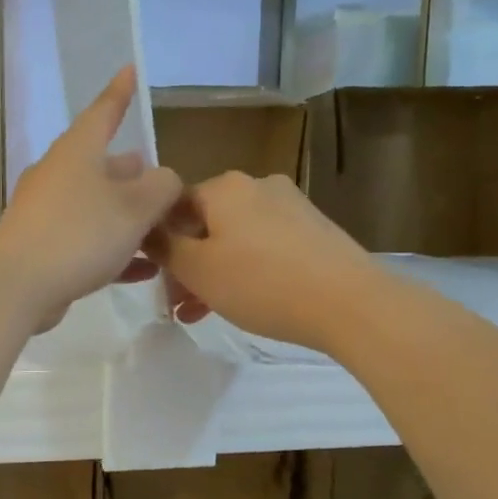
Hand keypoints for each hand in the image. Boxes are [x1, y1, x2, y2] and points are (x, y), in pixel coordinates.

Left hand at [0, 66, 182, 330]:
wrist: (16, 285)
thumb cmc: (79, 233)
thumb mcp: (136, 206)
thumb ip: (162, 187)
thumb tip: (165, 180)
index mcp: (78, 152)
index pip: (103, 112)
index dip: (120, 92)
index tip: (130, 70)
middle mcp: (58, 175)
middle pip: (100, 165)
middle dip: (131, 172)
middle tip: (158, 178)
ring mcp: (46, 213)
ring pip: (96, 206)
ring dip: (127, 216)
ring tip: (159, 227)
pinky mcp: (43, 249)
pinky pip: (88, 241)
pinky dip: (116, 250)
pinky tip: (144, 270)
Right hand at [146, 171, 381, 352]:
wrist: (351, 303)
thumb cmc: (262, 284)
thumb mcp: (198, 270)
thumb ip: (165, 248)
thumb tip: (146, 229)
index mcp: (225, 186)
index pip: (173, 205)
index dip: (158, 243)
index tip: (155, 279)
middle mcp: (257, 185)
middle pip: (206, 224)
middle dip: (187, 265)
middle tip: (178, 304)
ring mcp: (291, 205)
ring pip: (235, 239)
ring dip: (214, 273)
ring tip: (204, 313)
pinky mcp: (314, 230)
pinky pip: (265, 247)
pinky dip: (247, 271)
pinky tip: (245, 302)